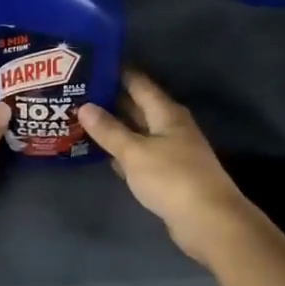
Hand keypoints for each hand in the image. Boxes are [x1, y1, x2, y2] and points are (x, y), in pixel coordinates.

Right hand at [77, 70, 258, 263]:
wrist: (208, 221)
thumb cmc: (172, 178)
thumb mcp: (135, 152)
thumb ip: (109, 130)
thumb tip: (85, 106)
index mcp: (166, 112)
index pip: (138, 82)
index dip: (115, 72)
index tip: (89, 64)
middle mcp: (170, 126)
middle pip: (137, 106)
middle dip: (109, 99)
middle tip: (76, 92)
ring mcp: (171, 150)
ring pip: (137, 131)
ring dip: (114, 127)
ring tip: (80, 119)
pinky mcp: (168, 173)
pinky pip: (140, 154)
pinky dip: (122, 151)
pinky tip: (102, 153)